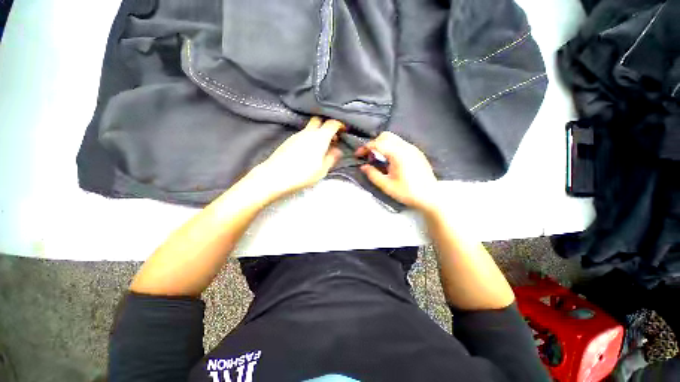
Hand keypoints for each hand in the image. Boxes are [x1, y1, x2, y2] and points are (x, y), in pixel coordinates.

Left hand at [251, 117, 343, 200]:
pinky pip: (302, 134)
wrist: (275, 176)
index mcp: (319, 138)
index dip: (340, 124)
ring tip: (321, 147)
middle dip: (327, 126)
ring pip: (310, 128)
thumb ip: (331, 158)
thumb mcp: (322, 170)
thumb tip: (338, 150)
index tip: (344, 131)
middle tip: (332, 138)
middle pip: (319, 121)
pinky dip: (309, 138)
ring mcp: (296, 135)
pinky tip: (308, 150)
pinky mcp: (289, 140)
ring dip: (318, 133)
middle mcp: (308, 132)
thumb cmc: (302, 174)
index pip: (332, 123)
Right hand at [356, 132, 438, 211]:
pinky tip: (390, 160)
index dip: (365, 148)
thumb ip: (373, 174)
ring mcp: (413, 148)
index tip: (358, 155)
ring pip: (393, 138)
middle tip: (368, 156)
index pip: (378, 143)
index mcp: (398, 154)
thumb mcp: (386, 186)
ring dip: (382, 144)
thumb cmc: (407, 192)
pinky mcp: (416, 152)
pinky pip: (400, 143)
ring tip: (378, 158)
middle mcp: (406, 147)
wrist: (430, 196)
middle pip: (386, 136)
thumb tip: (363, 166)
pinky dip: (391, 147)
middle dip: (374, 143)